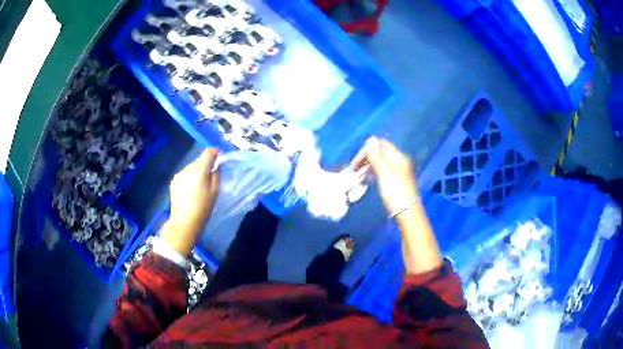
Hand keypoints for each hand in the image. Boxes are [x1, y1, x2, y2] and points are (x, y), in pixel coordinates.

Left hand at [161, 149, 219, 256]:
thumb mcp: (215, 192)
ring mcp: (179, 174)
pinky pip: (185, 174)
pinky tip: (191, 189)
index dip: (215, 153)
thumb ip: (216, 175)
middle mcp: (188, 168)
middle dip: (206, 164)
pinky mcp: (174, 181)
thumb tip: (216, 165)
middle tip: (211, 175)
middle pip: (199, 160)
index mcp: (199, 170)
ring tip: (200, 184)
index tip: (220, 159)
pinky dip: (190, 177)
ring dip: (197, 171)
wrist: (184, 221)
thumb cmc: (203, 208)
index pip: (208, 152)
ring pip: (192, 167)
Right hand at [351, 137, 418, 214]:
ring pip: (380, 163)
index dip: (366, 150)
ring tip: (357, 176)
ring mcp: (398, 172)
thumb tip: (370, 139)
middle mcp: (399, 161)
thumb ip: (376, 156)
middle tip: (354, 170)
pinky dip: (372, 173)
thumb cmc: (395, 192)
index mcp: (398, 157)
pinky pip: (382, 172)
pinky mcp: (396, 182)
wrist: (407, 213)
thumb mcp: (384, 172)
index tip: (355, 163)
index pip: (380, 144)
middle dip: (366, 158)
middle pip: (380, 153)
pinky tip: (366, 180)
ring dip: (367, 167)